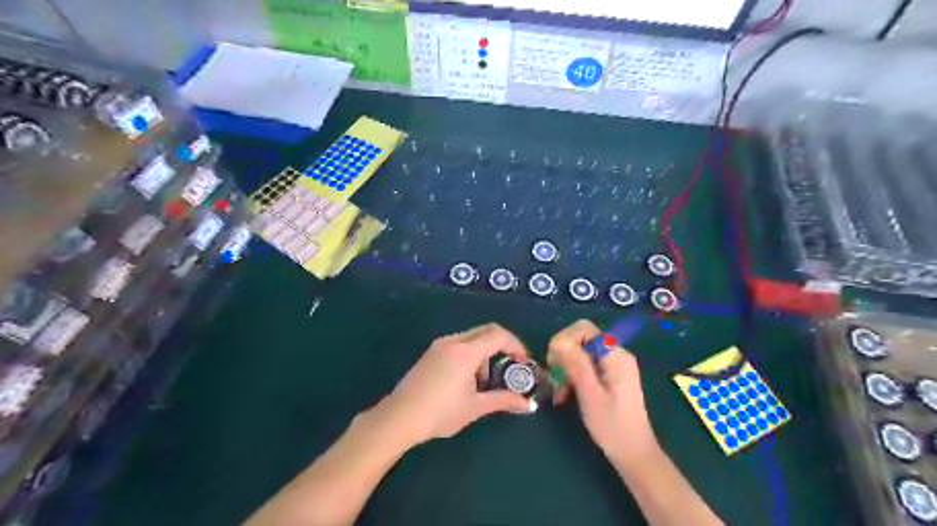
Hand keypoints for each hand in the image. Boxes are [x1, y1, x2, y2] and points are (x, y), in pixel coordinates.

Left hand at [374, 325, 534, 446]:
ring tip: (484, 383)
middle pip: (486, 331)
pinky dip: (471, 355)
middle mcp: (453, 341)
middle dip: (502, 346)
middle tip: (510, 367)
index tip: (523, 361)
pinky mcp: (431, 352)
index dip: (515, 344)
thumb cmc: (440, 413)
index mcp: (466, 352)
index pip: (498, 335)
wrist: (399, 417)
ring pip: (472, 338)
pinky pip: (458, 344)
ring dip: (485, 353)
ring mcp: (439, 345)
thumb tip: (527, 404)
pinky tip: (466, 380)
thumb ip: (503, 400)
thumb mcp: (475, 407)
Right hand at [551, 320, 658, 468]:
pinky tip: (565, 394)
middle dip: (563, 355)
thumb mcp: (590, 395)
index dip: (565, 339)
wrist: (633, 453)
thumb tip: (558, 340)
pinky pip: (584, 365)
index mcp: (615, 356)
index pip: (585, 329)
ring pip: (579, 353)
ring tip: (559, 392)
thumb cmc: (612, 426)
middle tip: (554, 377)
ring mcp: (612, 365)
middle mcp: (615, 354)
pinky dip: (572, 376)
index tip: (554, 361)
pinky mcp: (608, 375)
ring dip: (565, 369)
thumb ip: (576, 365)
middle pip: (580, 339)